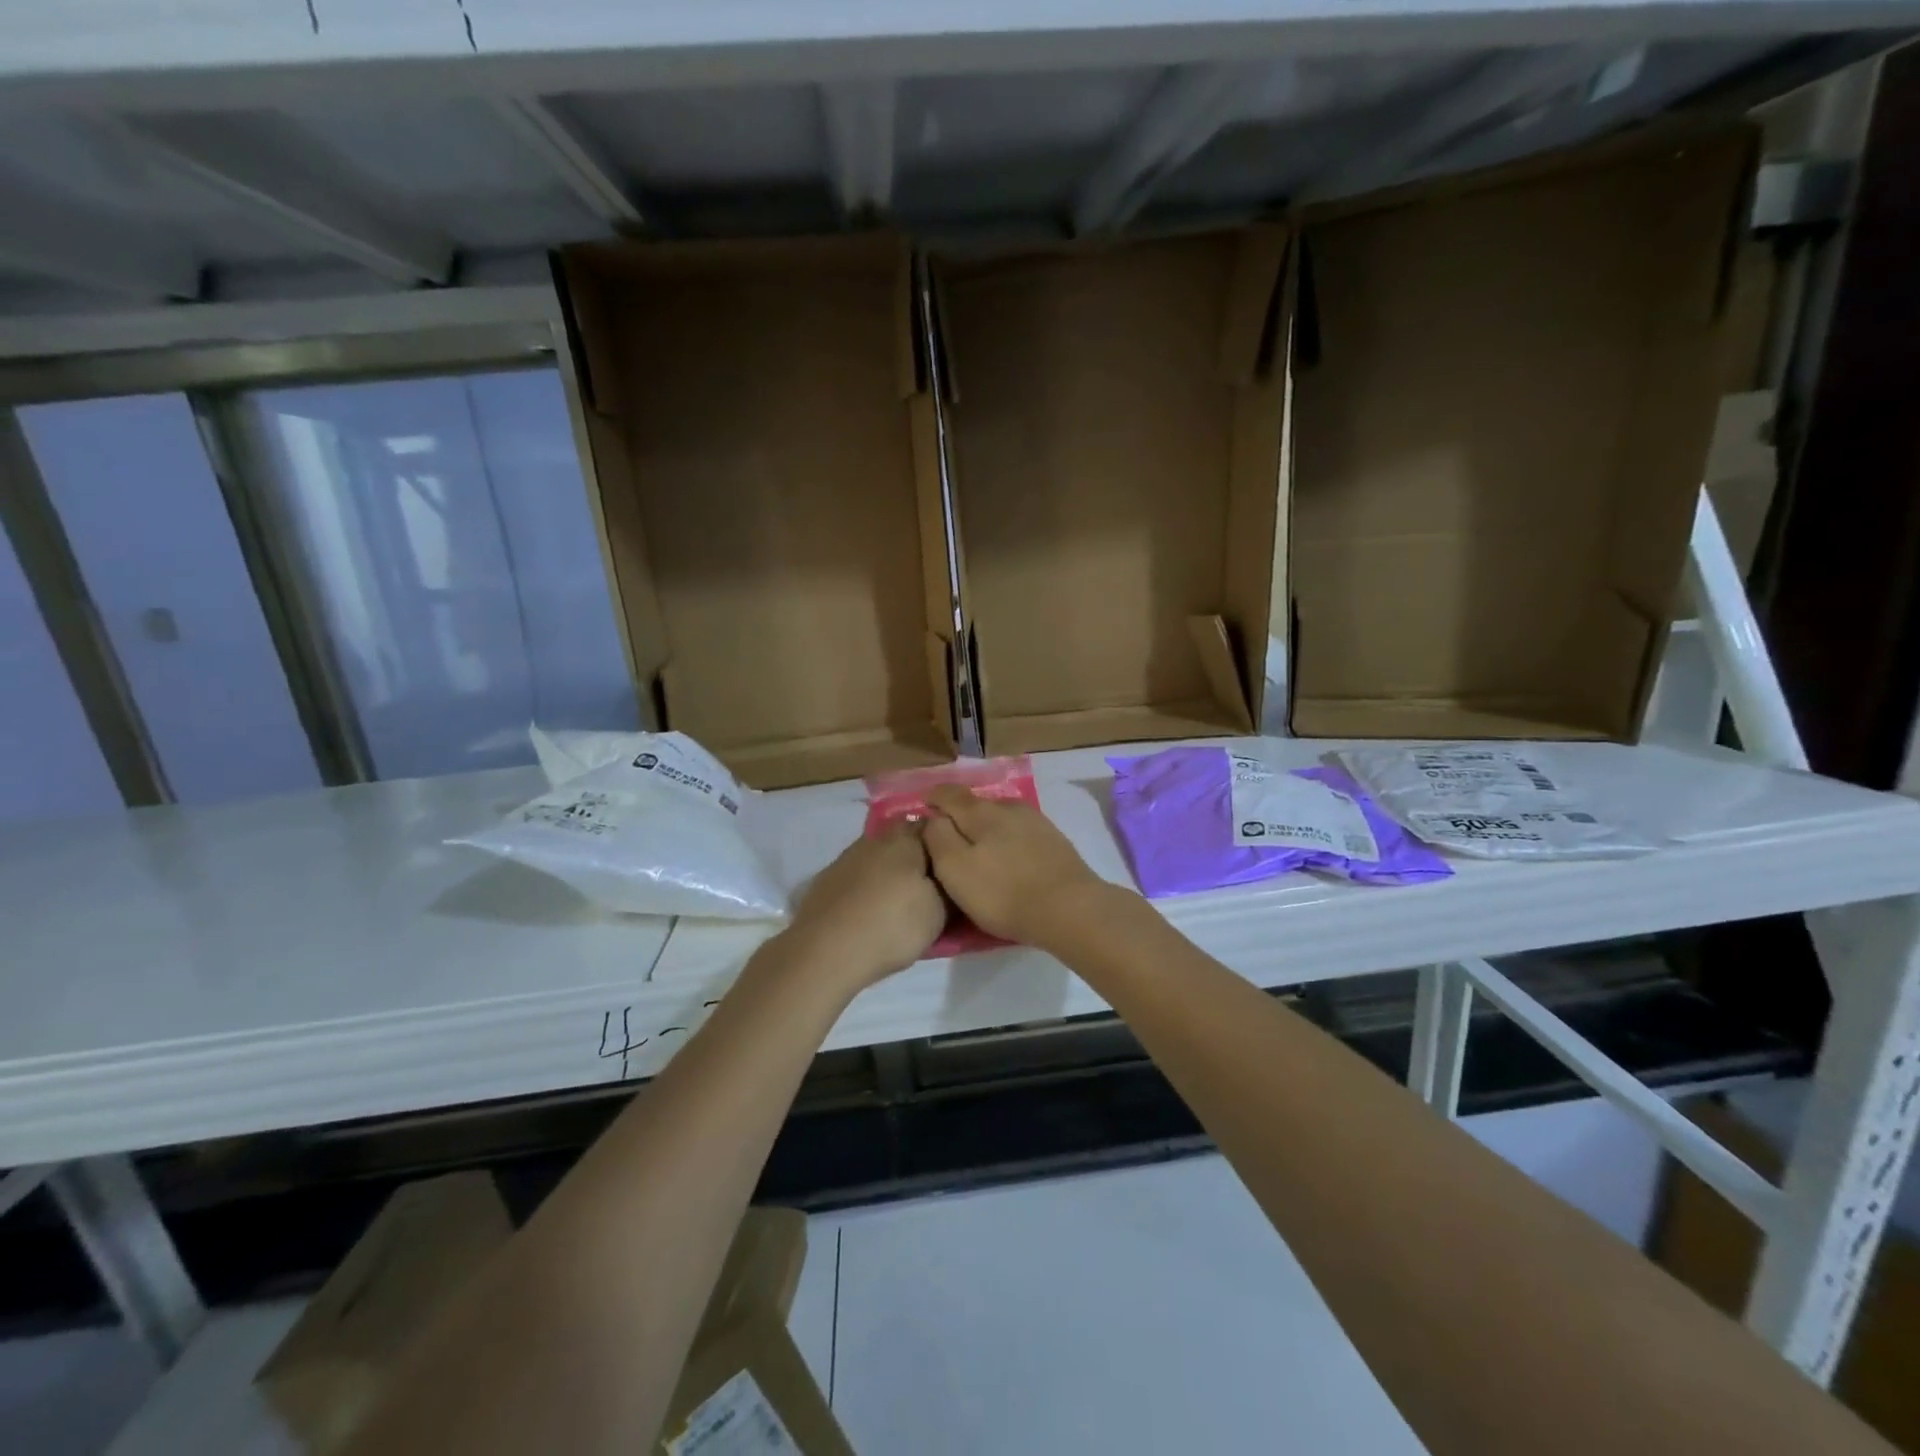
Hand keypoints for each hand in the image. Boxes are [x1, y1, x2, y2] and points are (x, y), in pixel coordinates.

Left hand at [783, 823, 945, 991]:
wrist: (825, 952)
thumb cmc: (892, 926)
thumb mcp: (939, 912)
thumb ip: (948, 888)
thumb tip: (951, 877)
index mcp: (906, 839)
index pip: (934, 825)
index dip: (947, 842)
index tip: (956, 862)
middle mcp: (875, 839)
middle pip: (903, 838)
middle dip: (917, 856)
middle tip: (931, 882)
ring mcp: (846, 858)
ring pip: (877, 856)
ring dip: (889, 871)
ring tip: (900, 900)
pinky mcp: (826, 881)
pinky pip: (857, 876)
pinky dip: (866, 887)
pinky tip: (870, 909)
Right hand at [922, 785, 1116, 948]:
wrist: (1071, 909)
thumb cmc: (1004, 892)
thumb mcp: (955, 869)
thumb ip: (937, 838)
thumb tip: (931, 818)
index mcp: (980, 811)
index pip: (948, 793)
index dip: (931, 800)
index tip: (922, 814)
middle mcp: (1009, 806)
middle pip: (975, 804)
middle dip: (959, 817)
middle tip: (947, 842)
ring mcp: (1036, 822)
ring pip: (1000, 818)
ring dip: (986, 830)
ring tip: (979, 854)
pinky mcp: (1054, 841)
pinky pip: (1020, 833)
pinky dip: (1008, 841)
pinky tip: (1009, 861)